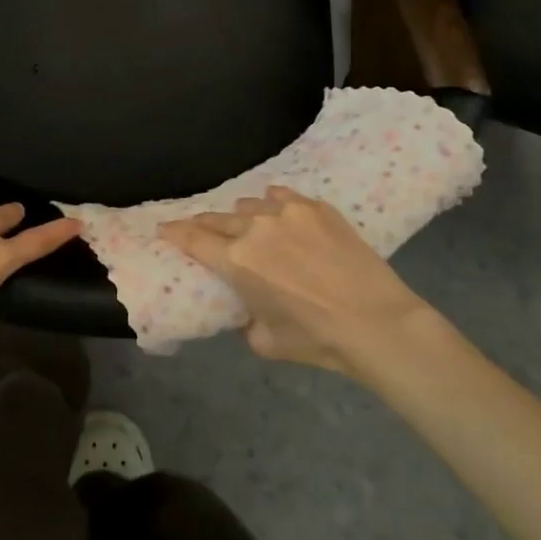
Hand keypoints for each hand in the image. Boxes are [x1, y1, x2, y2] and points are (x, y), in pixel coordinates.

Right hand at [159, 186, 430, 374]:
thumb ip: (244, 318)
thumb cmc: (317, 339)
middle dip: (203, 225)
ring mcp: (287, 213)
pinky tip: (279, 215)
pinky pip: (281, 197)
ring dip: (242, 218)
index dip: (174, 233)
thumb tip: (247, 307)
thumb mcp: (264, 341)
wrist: (377, 322)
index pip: (193, 239)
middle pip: (216, 219)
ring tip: (248, 228)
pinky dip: (273, 206)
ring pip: (248, 206)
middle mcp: (254, 229)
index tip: (163, 229)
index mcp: (237, 261)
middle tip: (198, 230)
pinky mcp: (316, 207)